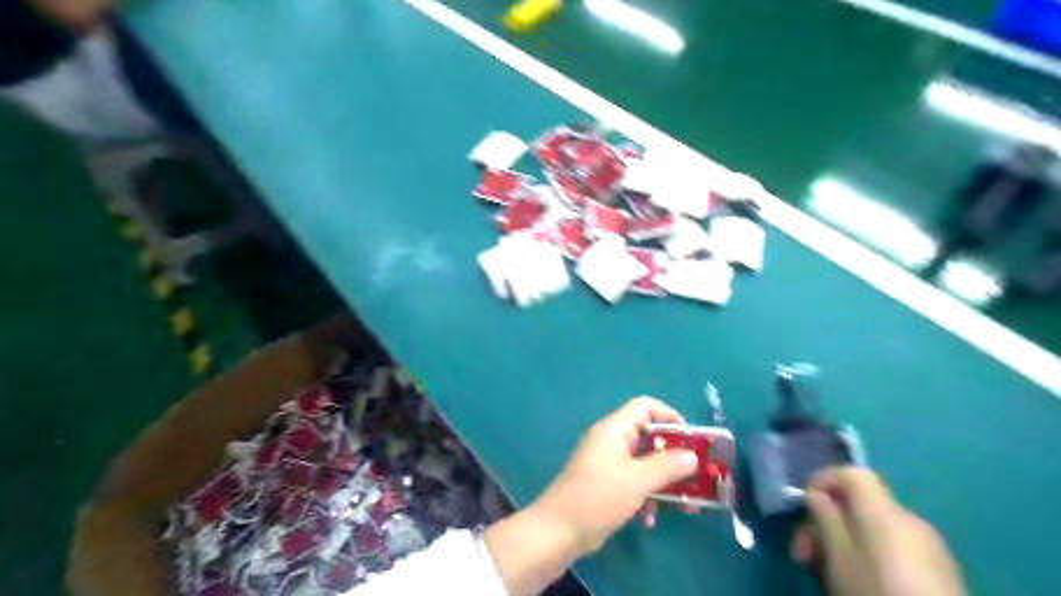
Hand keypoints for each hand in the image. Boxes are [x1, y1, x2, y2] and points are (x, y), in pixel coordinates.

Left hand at [527, 398, 701, 555]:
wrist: (558, 532)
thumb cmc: (598, 498)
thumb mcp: (637, 480)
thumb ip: (667, 465)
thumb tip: (692, 455)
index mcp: (614, 430)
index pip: (644, 407)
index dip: (669, 415)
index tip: (691, 438)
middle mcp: (610, 441)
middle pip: (647, 437)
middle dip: (673, 456)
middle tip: (697, 473)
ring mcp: (607, 464)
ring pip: (643, 463)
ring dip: (663, 481)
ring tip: (685, 504)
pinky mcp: (605, 485)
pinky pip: (633, 482)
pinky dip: (645, 496)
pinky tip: (649, 519)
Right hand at [785, 469, 968, 595]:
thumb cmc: (877, 593)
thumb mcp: (839, 559)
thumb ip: (825, 519)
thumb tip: (816, 494)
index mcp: (884, 511)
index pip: (853, 473)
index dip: (824, 479)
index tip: (804, 504)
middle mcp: (910, 519)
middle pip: (860, 503)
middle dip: (827, 521)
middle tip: (804, 552)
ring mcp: (930, 545)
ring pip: (875, 526)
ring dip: (846, 539)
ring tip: (828, 569)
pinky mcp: (940, 569)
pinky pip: (895, 545)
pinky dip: (870, 552)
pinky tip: (862, 578)